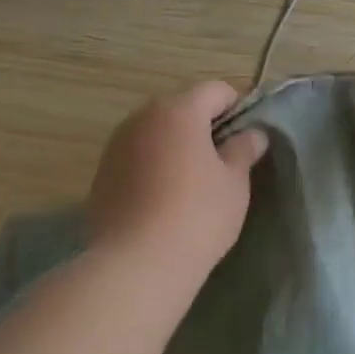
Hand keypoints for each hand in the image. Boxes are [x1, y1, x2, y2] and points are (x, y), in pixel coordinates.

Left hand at [87, 81, 268, 279]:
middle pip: (181, 108)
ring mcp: (116, 145)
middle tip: (224, 161)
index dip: (238, 107)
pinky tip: (165, 199)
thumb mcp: (234, 183)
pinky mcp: (102, 173)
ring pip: (156, 133)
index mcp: (178, 110)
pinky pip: (137, 157)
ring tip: (194, 183)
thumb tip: (253, 134)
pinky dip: (154, 166)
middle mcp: (141, 117)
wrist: (137, 263)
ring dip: (176, 146)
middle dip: (204, 126)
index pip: (216, 90)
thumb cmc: (197, 215)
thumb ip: (244, 150)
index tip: (249, 137)